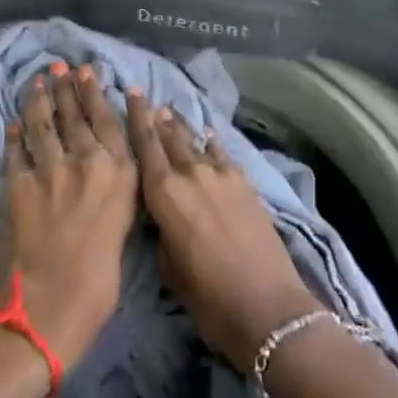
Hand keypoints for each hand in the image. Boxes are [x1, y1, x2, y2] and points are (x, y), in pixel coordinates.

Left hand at [0, 63, 139, 371]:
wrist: (47, 308)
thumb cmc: (98, 283)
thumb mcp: (123, 229)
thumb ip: (115, 194)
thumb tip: (105, 175)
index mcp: (119, 175)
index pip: (108, 121)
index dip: (95, 93)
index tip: (88, 72)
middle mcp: (87, 161)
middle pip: (74, 114)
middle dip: (66, 87)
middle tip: (60, 66)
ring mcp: (49, 169)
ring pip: (42, 122)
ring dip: (38, 98)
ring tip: (37, 80)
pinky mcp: (17, 183)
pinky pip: (15, 149)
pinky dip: (14, 133)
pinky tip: (13, 122)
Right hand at [126, 93, 316, 372]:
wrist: (266, 306)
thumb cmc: (207, 297)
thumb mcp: (168, 267)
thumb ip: (160, 230)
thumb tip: (162, 213)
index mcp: (164, 193)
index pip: (145, 145)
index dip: (136, 117)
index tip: (132, 92)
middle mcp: (190, 174)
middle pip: (170, 137)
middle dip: (157, 118)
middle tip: (147, 99)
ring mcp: (221, 175)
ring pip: (195, 142)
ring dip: (181, 128)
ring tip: (171, 113)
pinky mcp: (245, 183)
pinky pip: (221, 155)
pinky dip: (211, 144)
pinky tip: (207, 135)